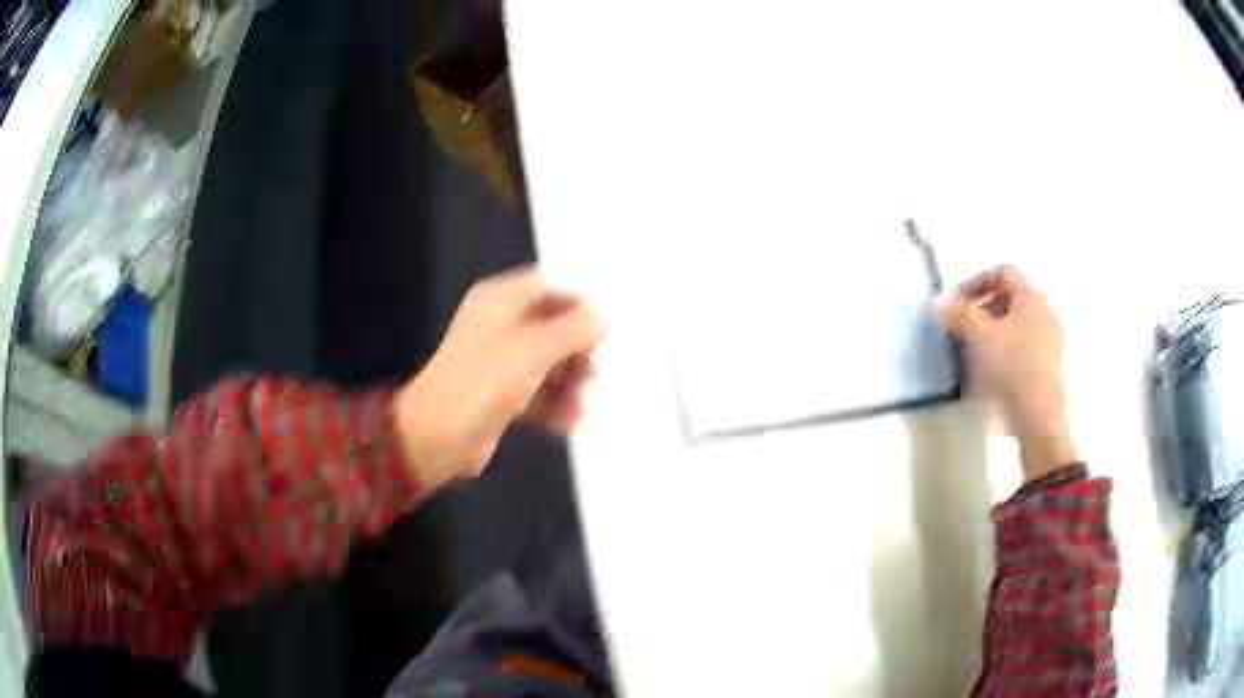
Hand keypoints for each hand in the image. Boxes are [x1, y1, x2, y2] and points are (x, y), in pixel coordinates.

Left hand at [393, 267, 603, 488]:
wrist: (437, 435)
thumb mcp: (536, 349)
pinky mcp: (495, 395)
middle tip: (591, 377)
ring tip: (576, 412)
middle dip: (575, 355)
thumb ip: (576, 330)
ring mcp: (495, 362)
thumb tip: (601, 321)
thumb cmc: (485, 382)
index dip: (576, 305)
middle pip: (550, 329)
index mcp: (499, 301)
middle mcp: (497, 326)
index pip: (546, 287)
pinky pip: (533, 392)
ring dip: (567, 387)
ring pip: (545, 365)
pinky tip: (563, 423)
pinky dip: (550, 405)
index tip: (597, 332)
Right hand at [937, 266, 1075, 481]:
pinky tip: (987, 369)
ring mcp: (1048, 342)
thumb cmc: (1013, 369)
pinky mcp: (1045, 367)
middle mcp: (1045, 314)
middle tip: (961, 325)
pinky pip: (1020, 345)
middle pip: (1009, 298)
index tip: (956, 302)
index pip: (1003, 273)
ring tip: (970, 349)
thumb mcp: (980, 337)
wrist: (1038, 421)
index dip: (976, 281)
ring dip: (990, 330)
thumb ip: (959, 314)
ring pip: (1014, 324)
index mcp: (1033, 298)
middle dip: (981, 308)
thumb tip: (938, 302)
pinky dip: (1001, 348)